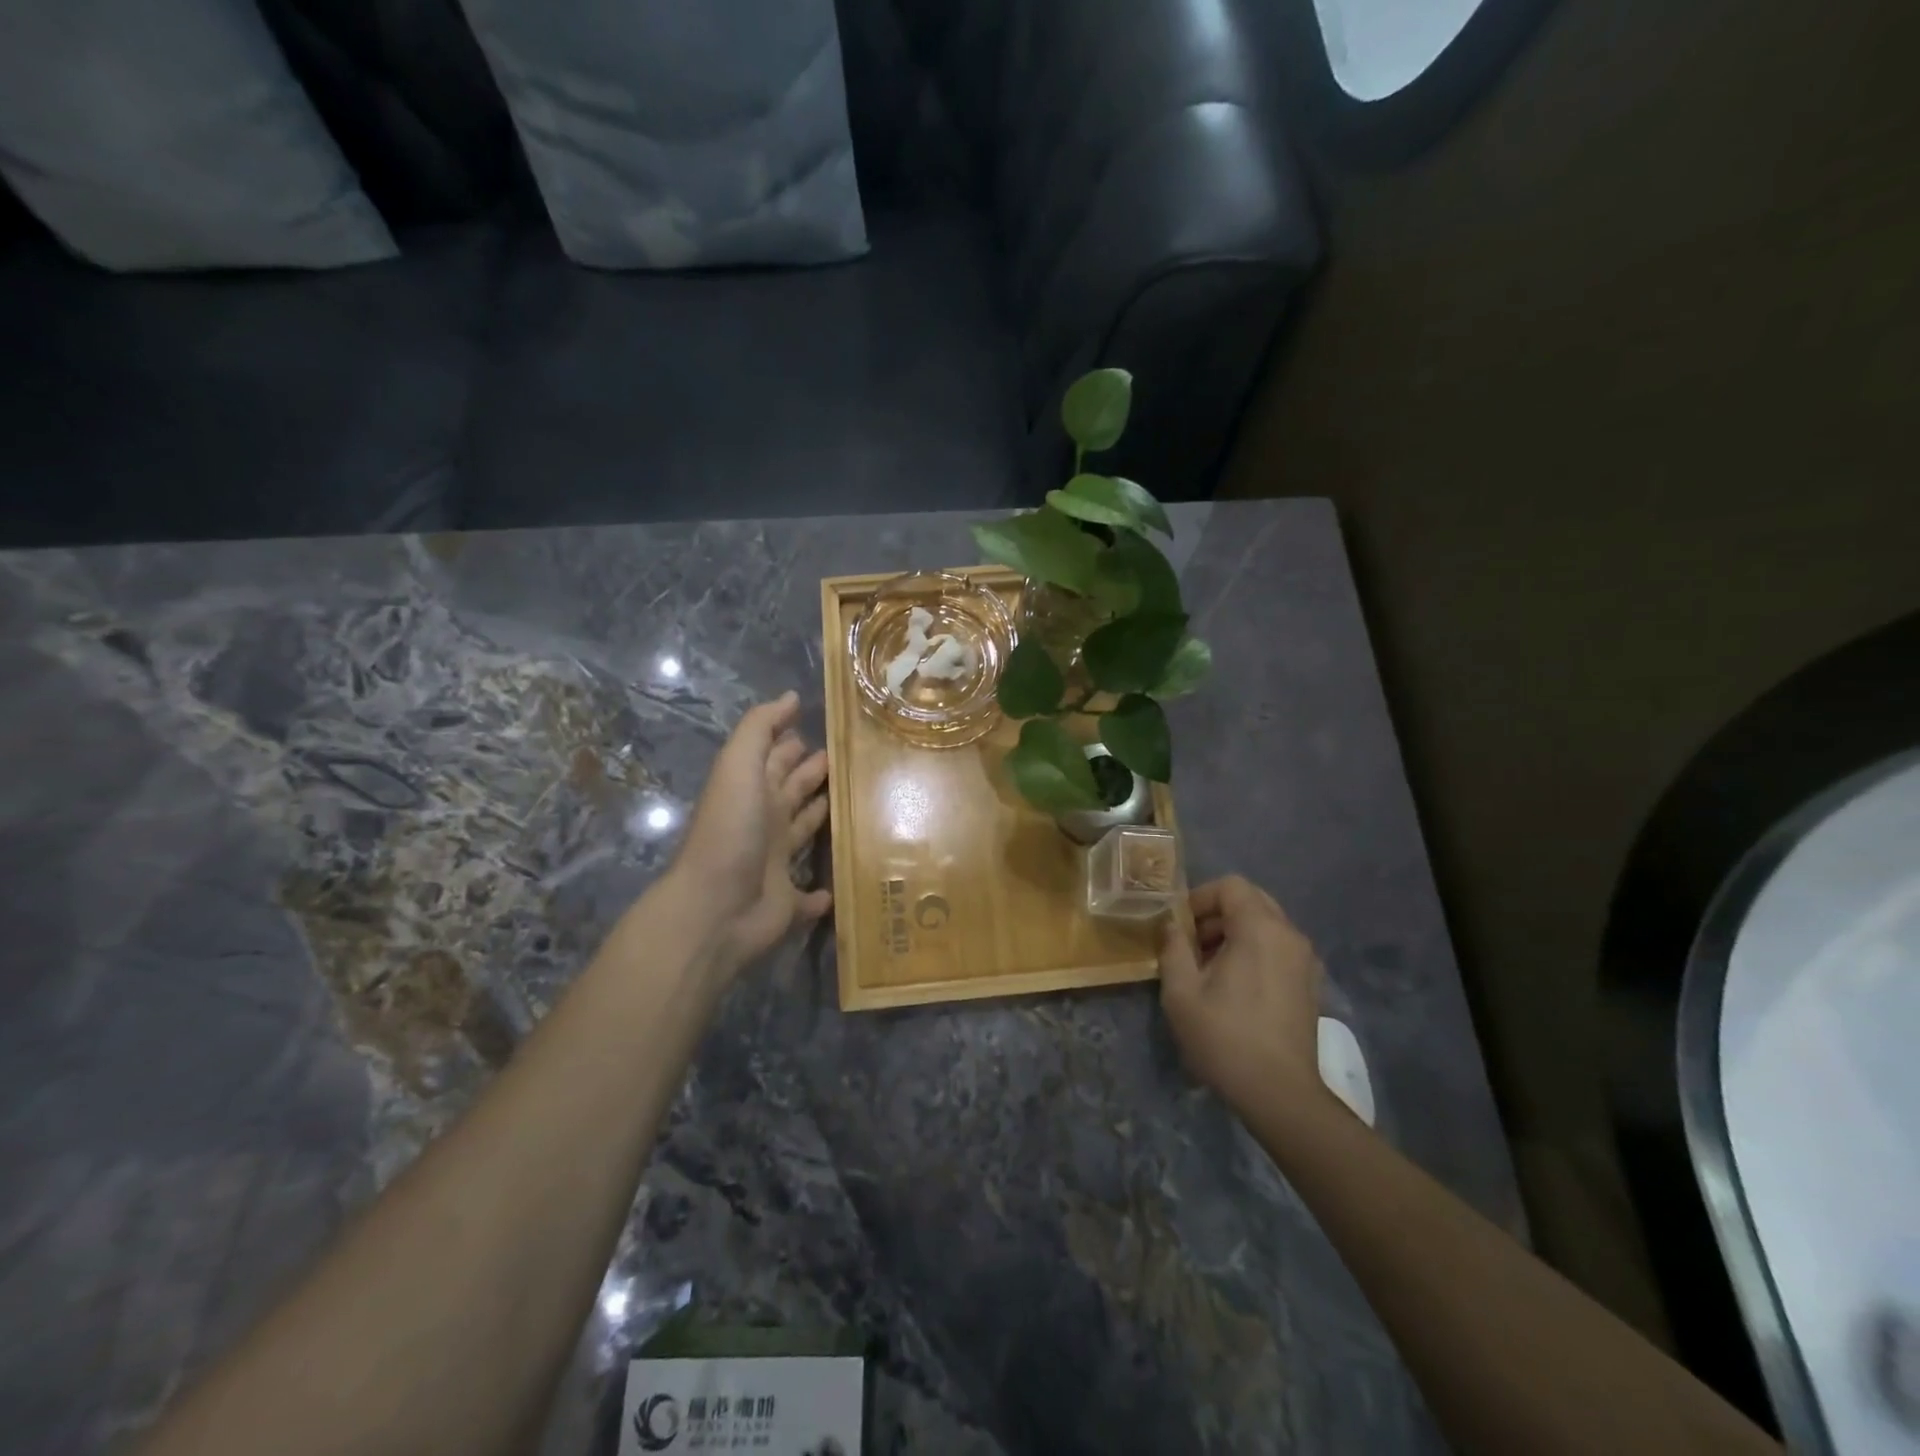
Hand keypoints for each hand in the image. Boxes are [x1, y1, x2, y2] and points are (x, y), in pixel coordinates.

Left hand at [668, 692, 831, 973]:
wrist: (715, 907)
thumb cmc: (732, 829)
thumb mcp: (739, 766)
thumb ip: (760, 728)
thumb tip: (791, 696)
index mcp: (753, 791)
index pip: (777, 759)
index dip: (795, 742)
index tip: (831, 727)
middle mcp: (764, 824)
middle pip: (792, 792)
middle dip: (814, 774)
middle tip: (850, 760)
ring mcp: (775, 864)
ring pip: (803, 835)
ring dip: (823, 820)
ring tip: (858, 805)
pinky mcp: (788, 903)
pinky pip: (809, 897)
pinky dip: (822, 893)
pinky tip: (839, 886)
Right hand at [1159, 876, 1327, 1116]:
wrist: (1280, 1094)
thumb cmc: (1224, 1037)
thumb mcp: (1181, 992)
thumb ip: (1173, 948)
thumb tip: (1172, 925)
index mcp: (1260, 929)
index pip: (1231, 886)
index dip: (1200, 898)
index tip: (1180, 927)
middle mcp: (1289, 935)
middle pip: (1251, 900)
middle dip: (1217, 914)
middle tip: (1192, 944)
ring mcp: (1305, 960)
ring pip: (1266, 924)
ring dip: (1235, 933)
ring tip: (1209, 968)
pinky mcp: (1310, 983)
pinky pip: (1278, 947)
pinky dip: (1254, 951)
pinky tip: (1235, 986)